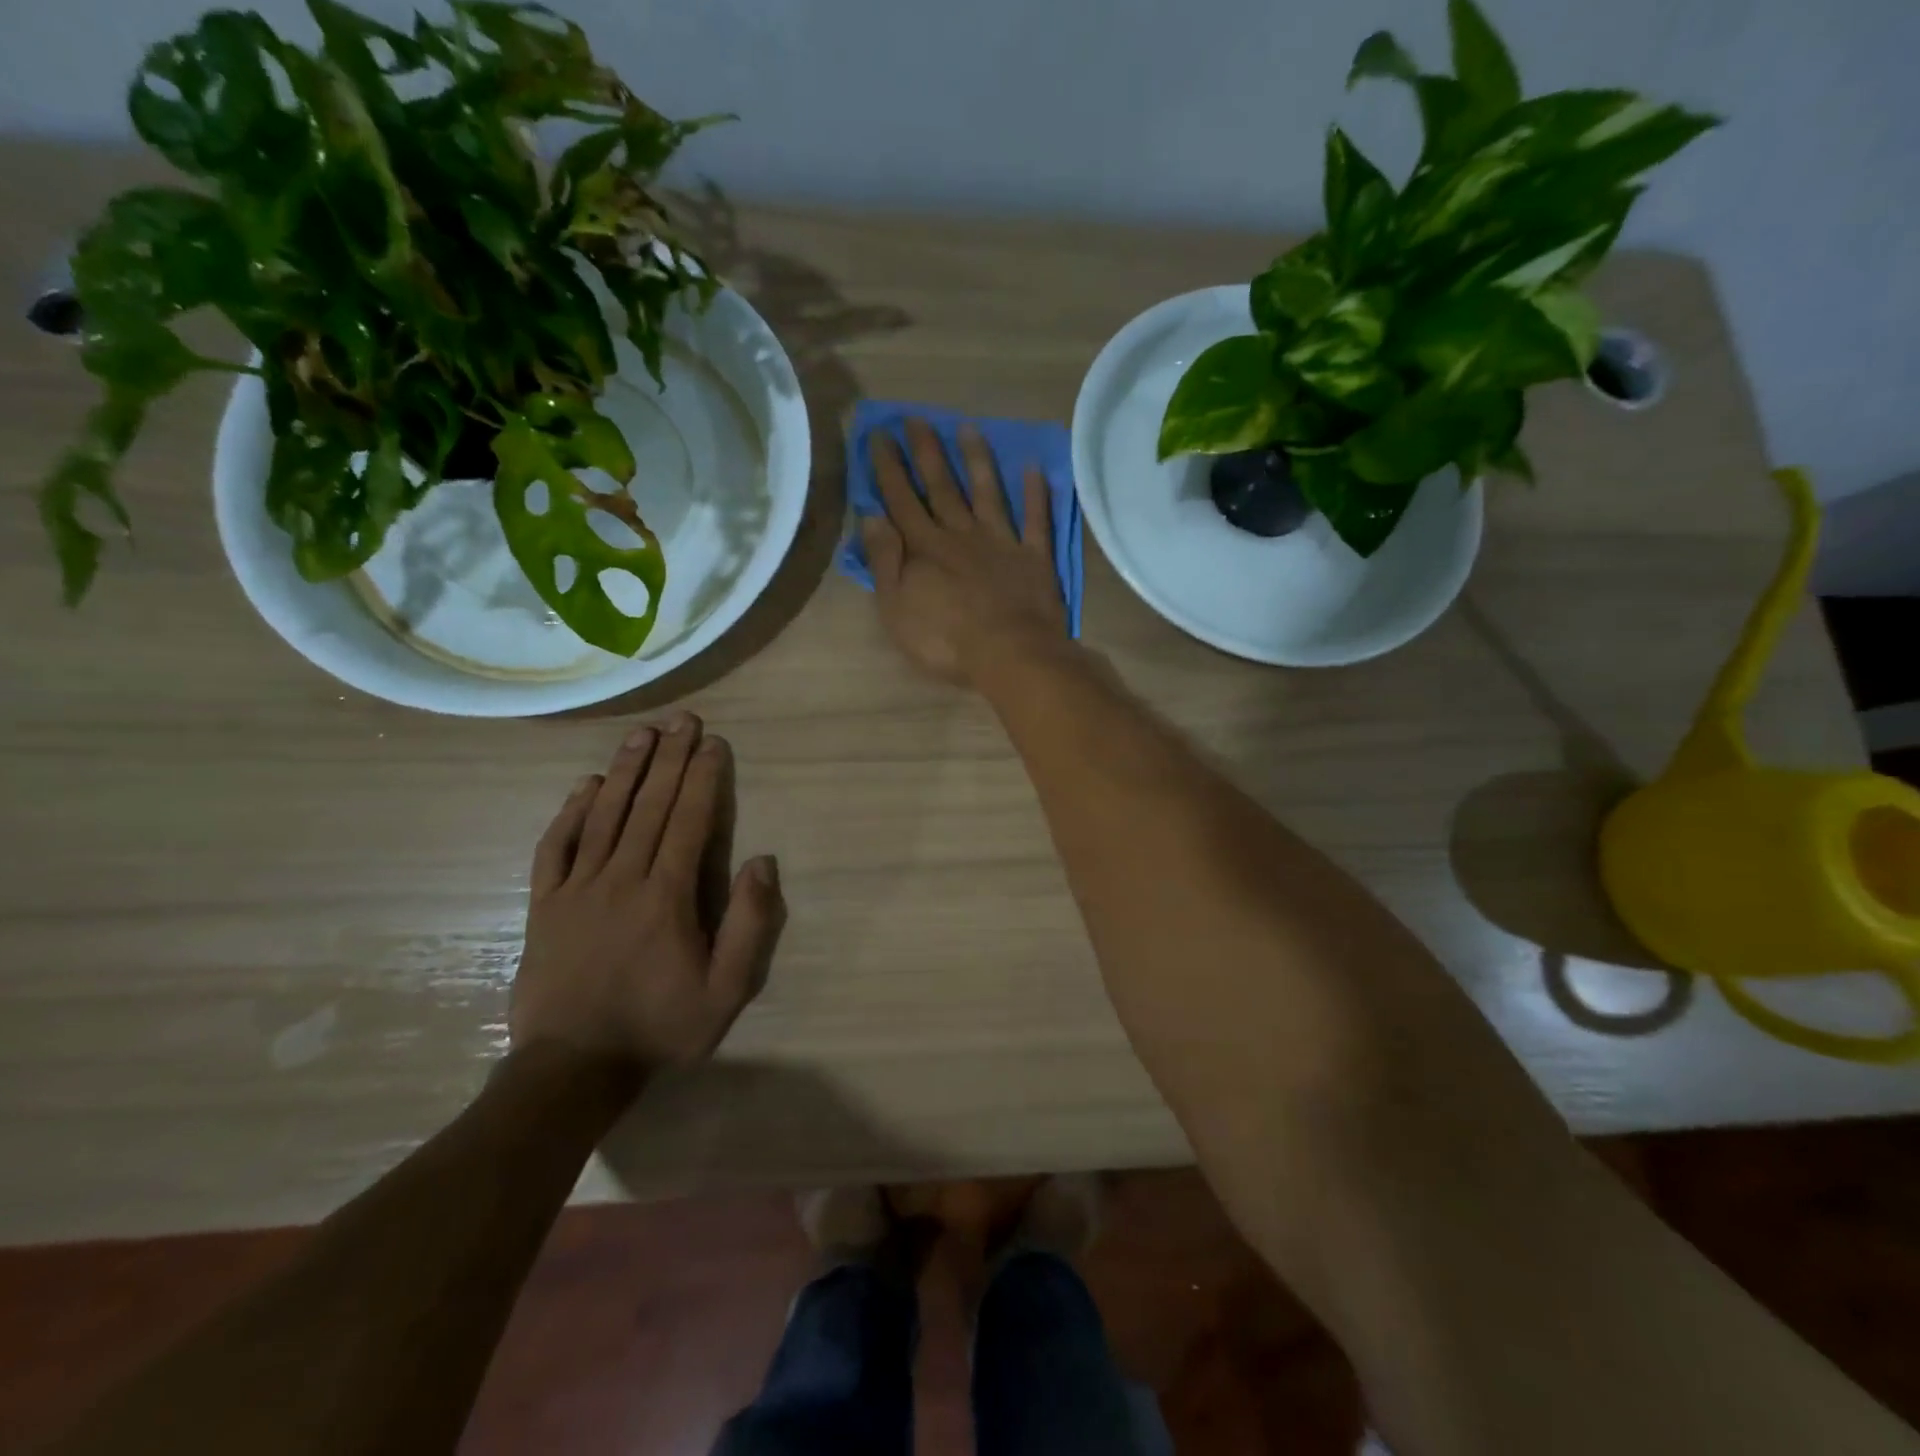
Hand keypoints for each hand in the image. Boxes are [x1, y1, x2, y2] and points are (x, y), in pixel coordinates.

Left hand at [510, 713, 786, 1073]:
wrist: (572, 1069)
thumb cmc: (659, 1027)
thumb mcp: (726, 991)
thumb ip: (750, 925)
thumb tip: (762, 861)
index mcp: (667, 896)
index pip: (688, 821)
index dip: (702, 778)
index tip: (712, 743)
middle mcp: (621, 879)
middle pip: (648, 806)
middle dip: (669, 759)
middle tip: (681, 720)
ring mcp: (577, 889)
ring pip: (603, 816)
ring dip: (625, 770)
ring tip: (642, 734)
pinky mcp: (544, 905)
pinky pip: (555, 847)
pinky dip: (570, 812)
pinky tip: (585, 785)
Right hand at [860, 418, 1066, 686]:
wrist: (1009, 654)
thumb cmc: (945, 640)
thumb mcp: (897, 607)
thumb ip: (885, 561)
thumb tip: (872, 516)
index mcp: (925, 548)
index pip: (902, 500)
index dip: (889, 467)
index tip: (880, 435)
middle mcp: (961, 535)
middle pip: (942, 487)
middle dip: (927, 452)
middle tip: (917, 417)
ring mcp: (1001, 543)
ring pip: (986, 493)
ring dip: (977, 460)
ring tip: (968, 428)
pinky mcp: (1033, 557)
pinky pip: (1035, 520)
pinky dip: (1036, 495)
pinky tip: (1034, 468)